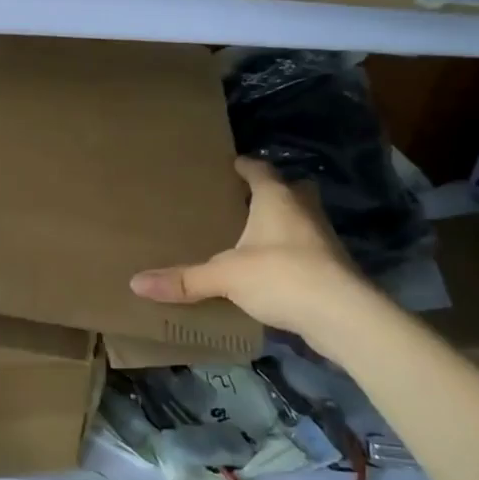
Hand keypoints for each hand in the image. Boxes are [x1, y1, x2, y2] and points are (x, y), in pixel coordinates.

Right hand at [129, 157, 373, 347]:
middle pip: (289, 190)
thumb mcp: (225, 276)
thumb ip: (184, 279)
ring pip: (300, 219)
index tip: (231, 163)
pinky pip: (306, 248)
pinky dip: (290, 251)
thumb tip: (135, 283)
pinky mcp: (332, 267)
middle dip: (270, 191)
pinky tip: (271, 267)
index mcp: (277, 199)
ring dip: (282, 222)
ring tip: (253, 233)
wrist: (343, 315)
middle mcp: (303, 210)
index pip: (259, 170)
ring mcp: (323, 239)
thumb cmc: (282, 276)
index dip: (245, 165)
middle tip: (243, 199)